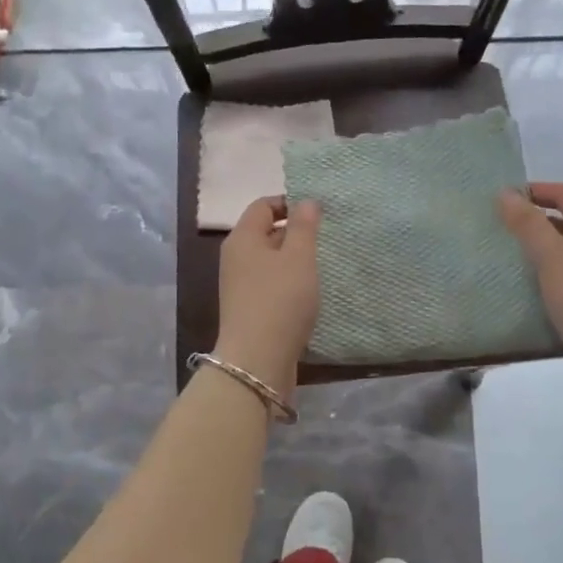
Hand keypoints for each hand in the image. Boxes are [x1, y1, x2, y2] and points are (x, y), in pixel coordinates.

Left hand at [214, 196, 321, 398]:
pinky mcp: (249, 309)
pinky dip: (290, 284)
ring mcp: (240, 285)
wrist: (257, 361)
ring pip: (270, 261)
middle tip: (326, 240)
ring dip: (295, 261)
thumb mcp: (298, 257)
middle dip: (295, 233)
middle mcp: (236, 257)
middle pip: (266, 232)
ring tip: (323, 266)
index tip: (319, 214)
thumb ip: (304, 226)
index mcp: (242, 238)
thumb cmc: (280, 300)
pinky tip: (310, 293)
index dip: (290, 203)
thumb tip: (306, 201)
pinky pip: (271, 285)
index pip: (263, 205)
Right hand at [498, 183, 562, 382]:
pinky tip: (530, 282)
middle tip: (501, 225)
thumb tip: (506, 193)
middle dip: (537, 220)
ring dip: (543, 247)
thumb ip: (528, 225)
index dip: (536, 191)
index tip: (501, 197)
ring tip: (509, 252)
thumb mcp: (554, 259)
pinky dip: (552, 271)